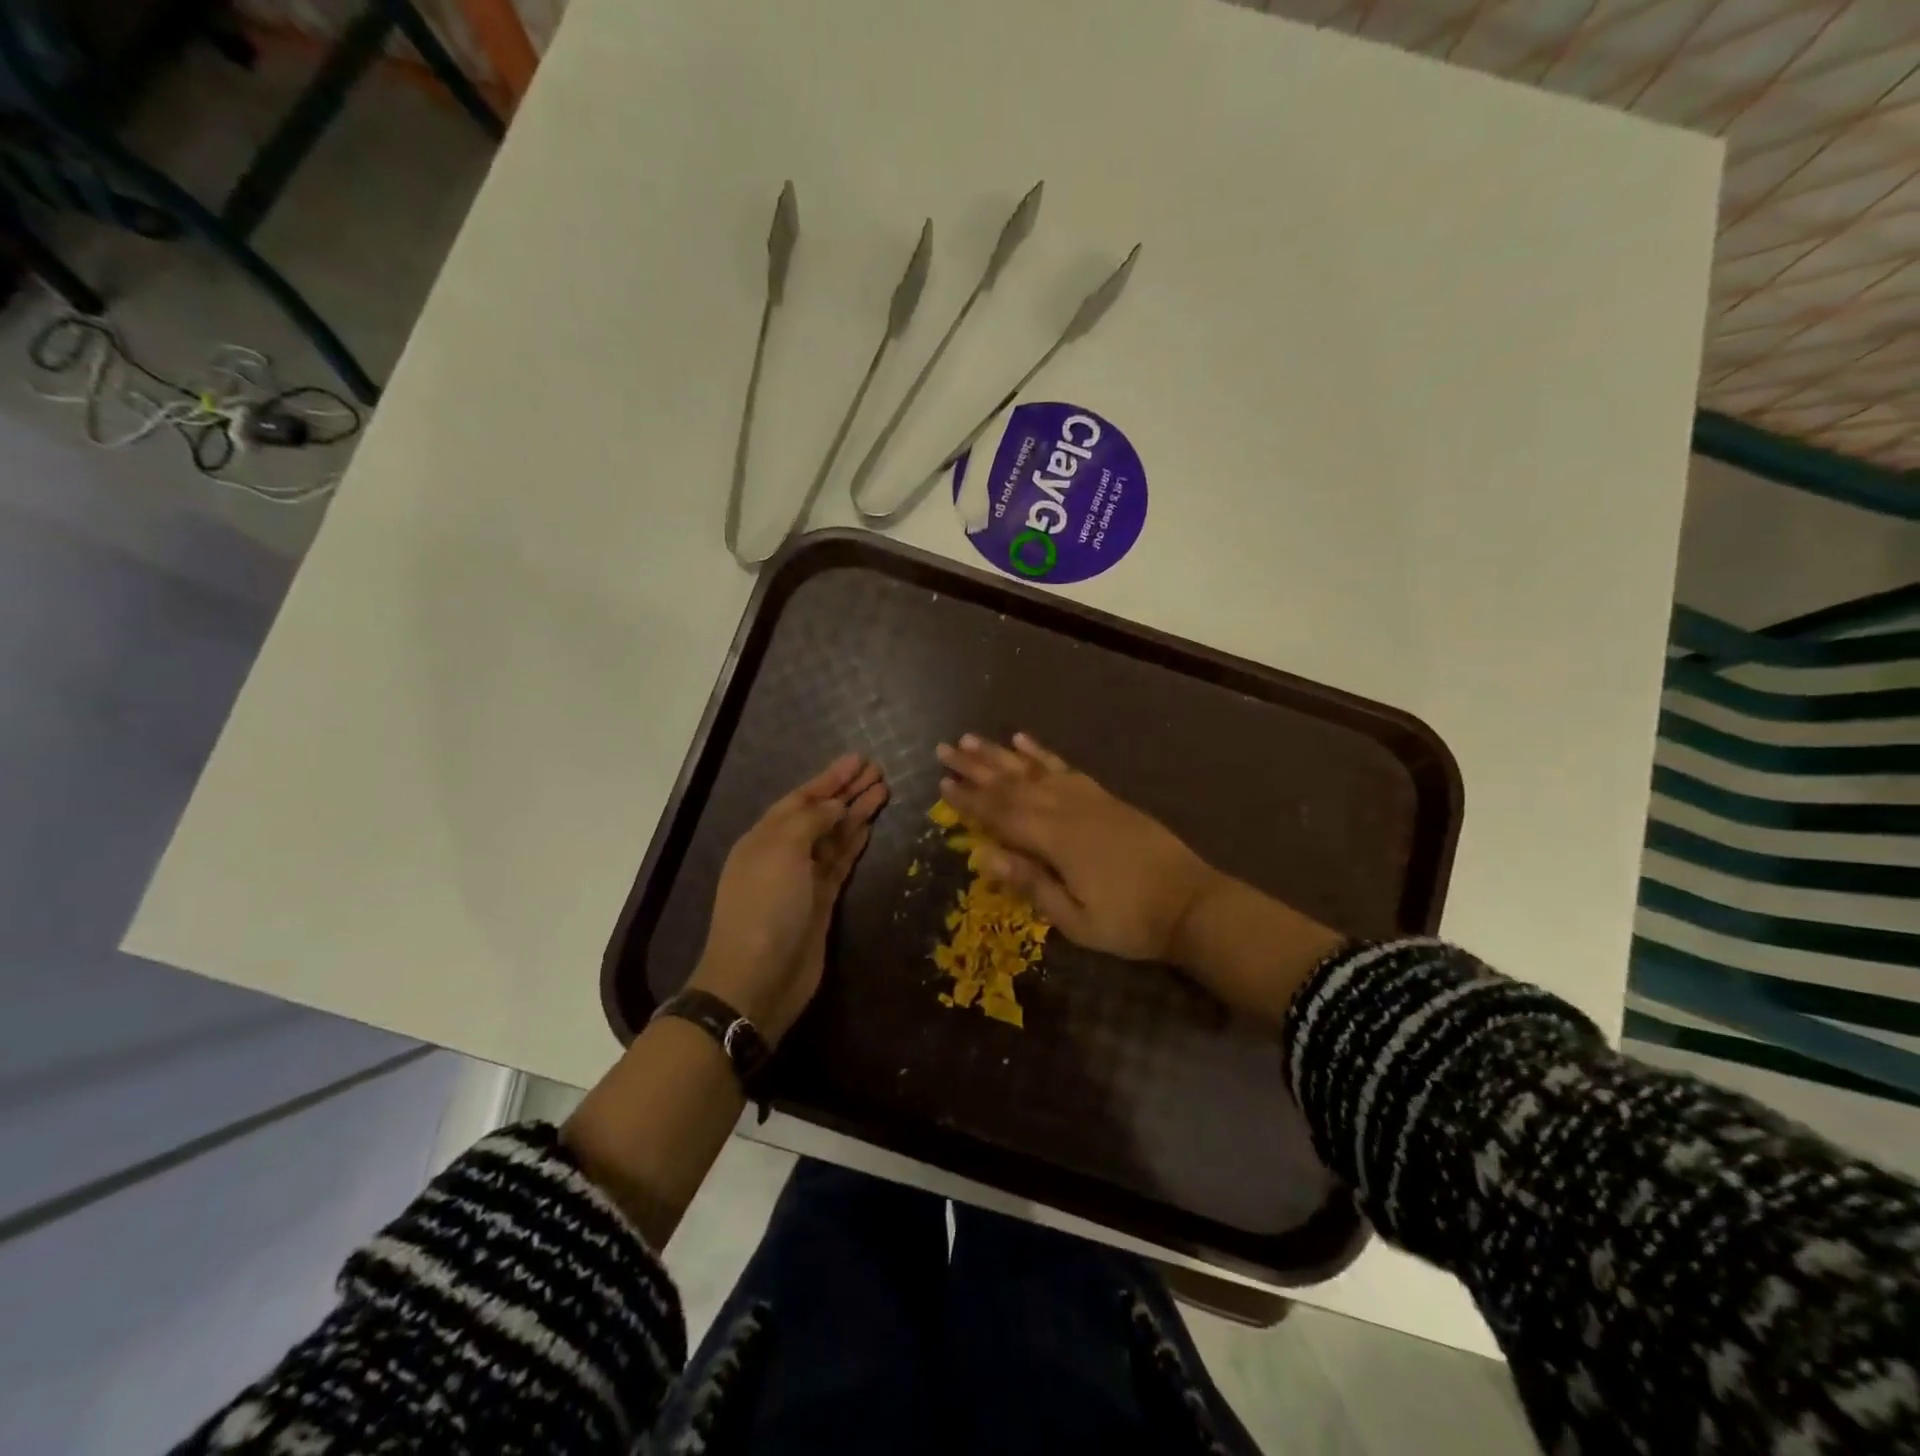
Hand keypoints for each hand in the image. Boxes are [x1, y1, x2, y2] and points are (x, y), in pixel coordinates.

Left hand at [690, 753, 887, 1043]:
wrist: (758, 978)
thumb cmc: (765, 907)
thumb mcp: (781, 851)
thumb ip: (810, 821)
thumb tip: (834, 805)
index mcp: (765, 836)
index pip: (801, 798)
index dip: (829, 778)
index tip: (858, 760)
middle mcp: (783, 853)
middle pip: (820, 813)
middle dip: (846, 791)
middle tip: (878, 770)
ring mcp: (803, 878)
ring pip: (834, 836)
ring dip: (856, 813)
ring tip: (883, 790)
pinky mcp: (821, 901)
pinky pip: (840, 863)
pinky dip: (854, 843)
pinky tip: (869, 827)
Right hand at [935, 733, 1221, 962]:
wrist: (1191, 904)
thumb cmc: (1129, 921)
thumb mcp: (1075, 919)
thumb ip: (1031, 884)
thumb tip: (984, 857)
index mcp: (1055, 840)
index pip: (1001, 815)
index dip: (969, 800)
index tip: (941, 783)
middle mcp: (1066, 809)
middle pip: (1012, 784)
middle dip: (975, 767)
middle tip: (943, 749)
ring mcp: (1087, 798)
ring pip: (1033, 769)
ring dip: (1000, 753)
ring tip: (971, 738)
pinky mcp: (1105, 796)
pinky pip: (1066, 768)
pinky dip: (1042, 753)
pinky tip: (1024, 741)